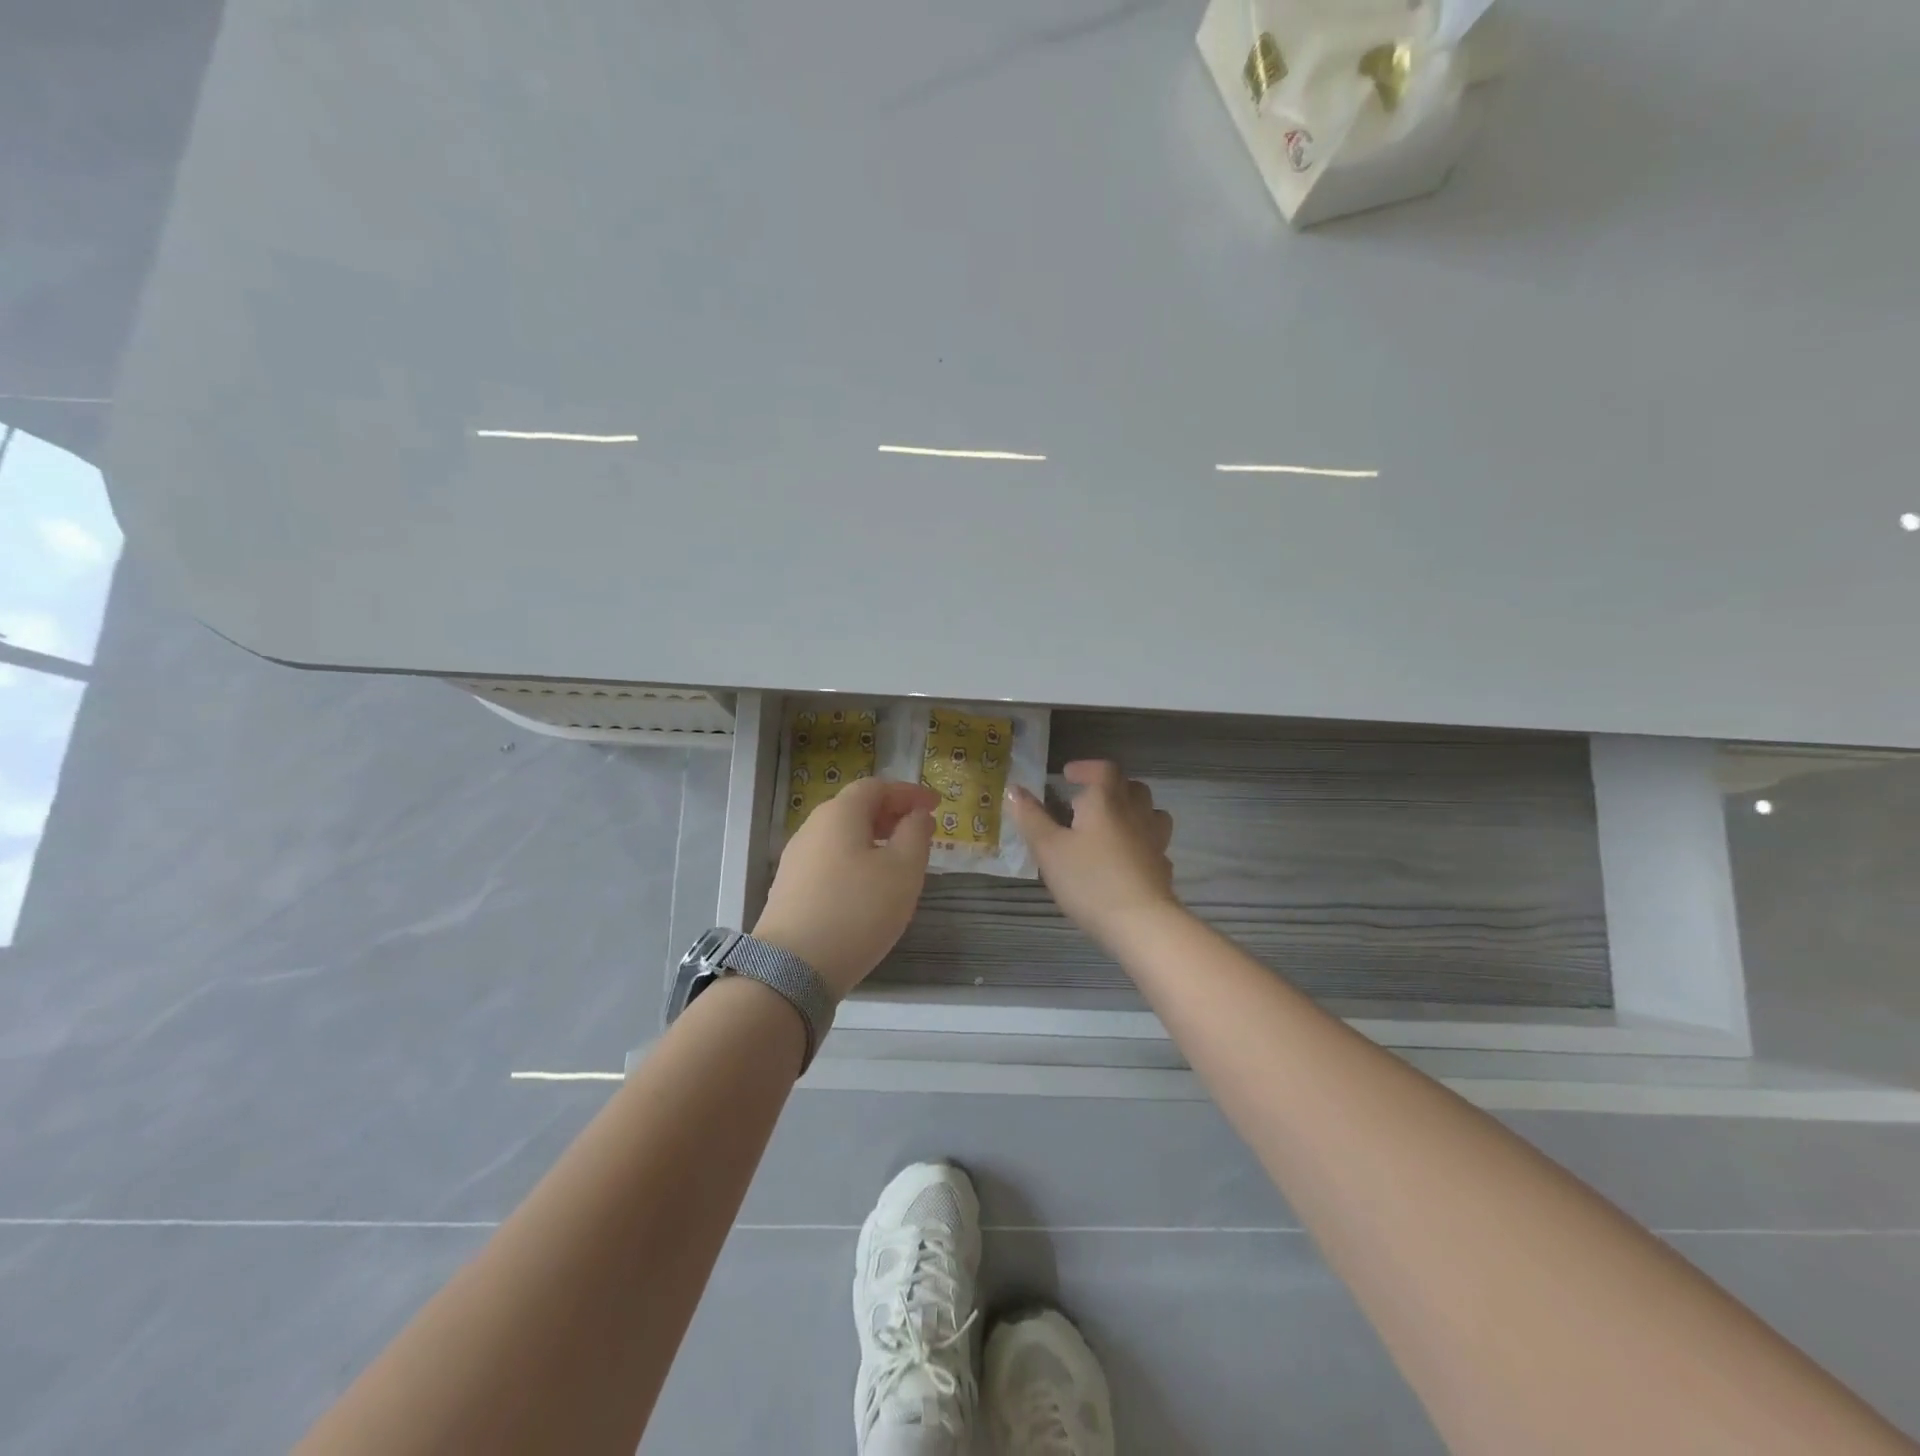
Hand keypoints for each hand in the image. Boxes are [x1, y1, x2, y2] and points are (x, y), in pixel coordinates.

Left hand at [753, 777, 938, 998]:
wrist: (792, 969)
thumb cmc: (857, 911)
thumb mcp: (903, 871)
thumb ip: (916, 835)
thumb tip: (917, 816)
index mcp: (840, 814)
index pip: (877, 787)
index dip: (909, 792)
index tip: (935, 805)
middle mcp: (812, 828)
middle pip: (855, 808)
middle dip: (891, 813)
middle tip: (919, 830)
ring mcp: (796, 859)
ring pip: (841, 836)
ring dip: (873, 838)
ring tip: (899, 860)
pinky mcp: (790, 888)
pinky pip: (830, 859)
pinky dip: (855, 860)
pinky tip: (868, 887)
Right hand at [1004, 761, 1182, 953]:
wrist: (1140, 922)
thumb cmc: (1088, 879)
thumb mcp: (1048, 849)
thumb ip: (1031, 817)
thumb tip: (1014, 789)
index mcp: (1106, 801)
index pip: (1104, 769)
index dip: (1086, 768)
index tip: (1068, 776)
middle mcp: (1135, 813)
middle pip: (1131, 787)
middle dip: (1110, 787)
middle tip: (1086, 801)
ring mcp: (1154, 840)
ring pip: (1150, 812)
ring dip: (1131, 811)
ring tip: (1110, 825)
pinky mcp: (1162, 866)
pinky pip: (1153, 843)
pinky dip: (1140, 842)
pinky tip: (1125, 859)